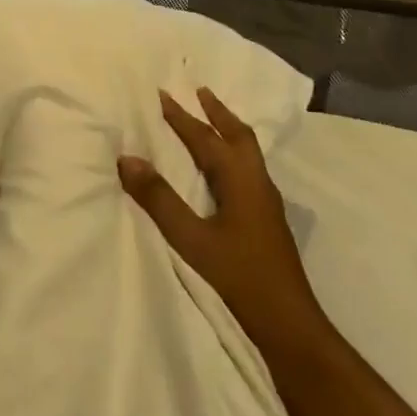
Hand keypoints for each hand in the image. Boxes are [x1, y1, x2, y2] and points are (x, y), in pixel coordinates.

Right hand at [119, 88, 332, 360]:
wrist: (288, 324)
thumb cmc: (239, 278)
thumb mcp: (191, 239)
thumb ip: (159, 199)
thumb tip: (127, 158)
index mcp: (240, 180)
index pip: (206, 138)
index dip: (182, 116)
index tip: (162, 93)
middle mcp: (257, 182)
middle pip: (238, 135)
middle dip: (217, 112)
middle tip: (199, 91)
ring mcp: (266, 202)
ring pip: (247, 152)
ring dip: (227, 130)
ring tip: (211, 120)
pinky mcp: (267, 219)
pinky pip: (248, 169)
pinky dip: (232, 153)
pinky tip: (223, 170)